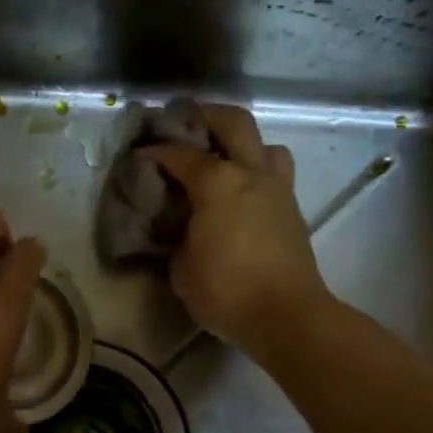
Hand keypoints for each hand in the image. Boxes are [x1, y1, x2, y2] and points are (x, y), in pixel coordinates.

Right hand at [141, 104, 329, 350]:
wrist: (288, 316)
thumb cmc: (227, 291)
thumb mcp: (181, 266)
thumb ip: (177, 235)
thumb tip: (181, 226)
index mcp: (219, 183)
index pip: (180, 154)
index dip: (156, 151)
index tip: (140, 155)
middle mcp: (252, 173)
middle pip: (234, 122)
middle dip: (206, 115)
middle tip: (184, 123)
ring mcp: (278, 189)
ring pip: (265, 145)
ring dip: (242, 143)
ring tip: (221, 158)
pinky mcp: (292, 210)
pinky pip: (274, 173)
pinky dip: (255, 170)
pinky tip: (238, 192)